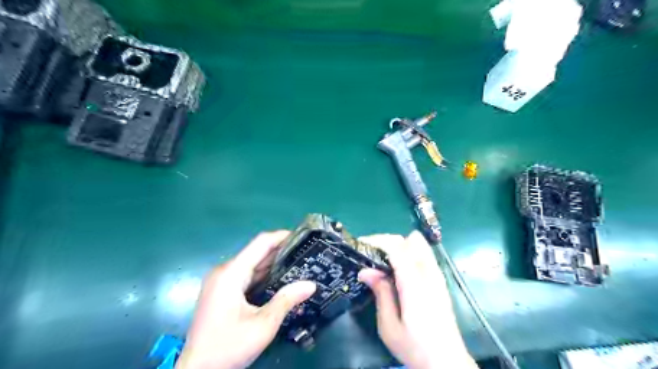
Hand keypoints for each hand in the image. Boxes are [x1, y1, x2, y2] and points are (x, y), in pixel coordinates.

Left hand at [178, 231, 316, 367]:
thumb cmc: (228, 347)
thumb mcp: (263, 325)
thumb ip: (287, 300)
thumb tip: (311, 284)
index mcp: (231, 273)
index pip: (260, 243)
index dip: (282, 236)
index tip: (302, 237)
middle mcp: (224, 272)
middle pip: (256, 252)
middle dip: (281, 251)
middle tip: (305, 253)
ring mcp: (221, 281)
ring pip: (251, 264)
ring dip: (273, 264)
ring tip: (298, 264)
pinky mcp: (221, 291)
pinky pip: (245, 276)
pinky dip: (263, 275)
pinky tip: (280, 280)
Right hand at [359, 230, 478, 368]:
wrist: (447, 362)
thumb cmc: (415, 347)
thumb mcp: (389, 326)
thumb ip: (380, 293)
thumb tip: (365, 270)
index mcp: (414, 284)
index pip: (397, 246)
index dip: (377, 240)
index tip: (360, 245)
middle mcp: (428, 274)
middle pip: (408, 240)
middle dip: (386, 241)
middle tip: (370, 255)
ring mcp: (437, 274)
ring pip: (418, 243)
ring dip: (398, 245)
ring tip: (383, 260)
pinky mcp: (439, 279)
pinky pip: (423, 253)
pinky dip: (408, 252)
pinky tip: (398, 268)